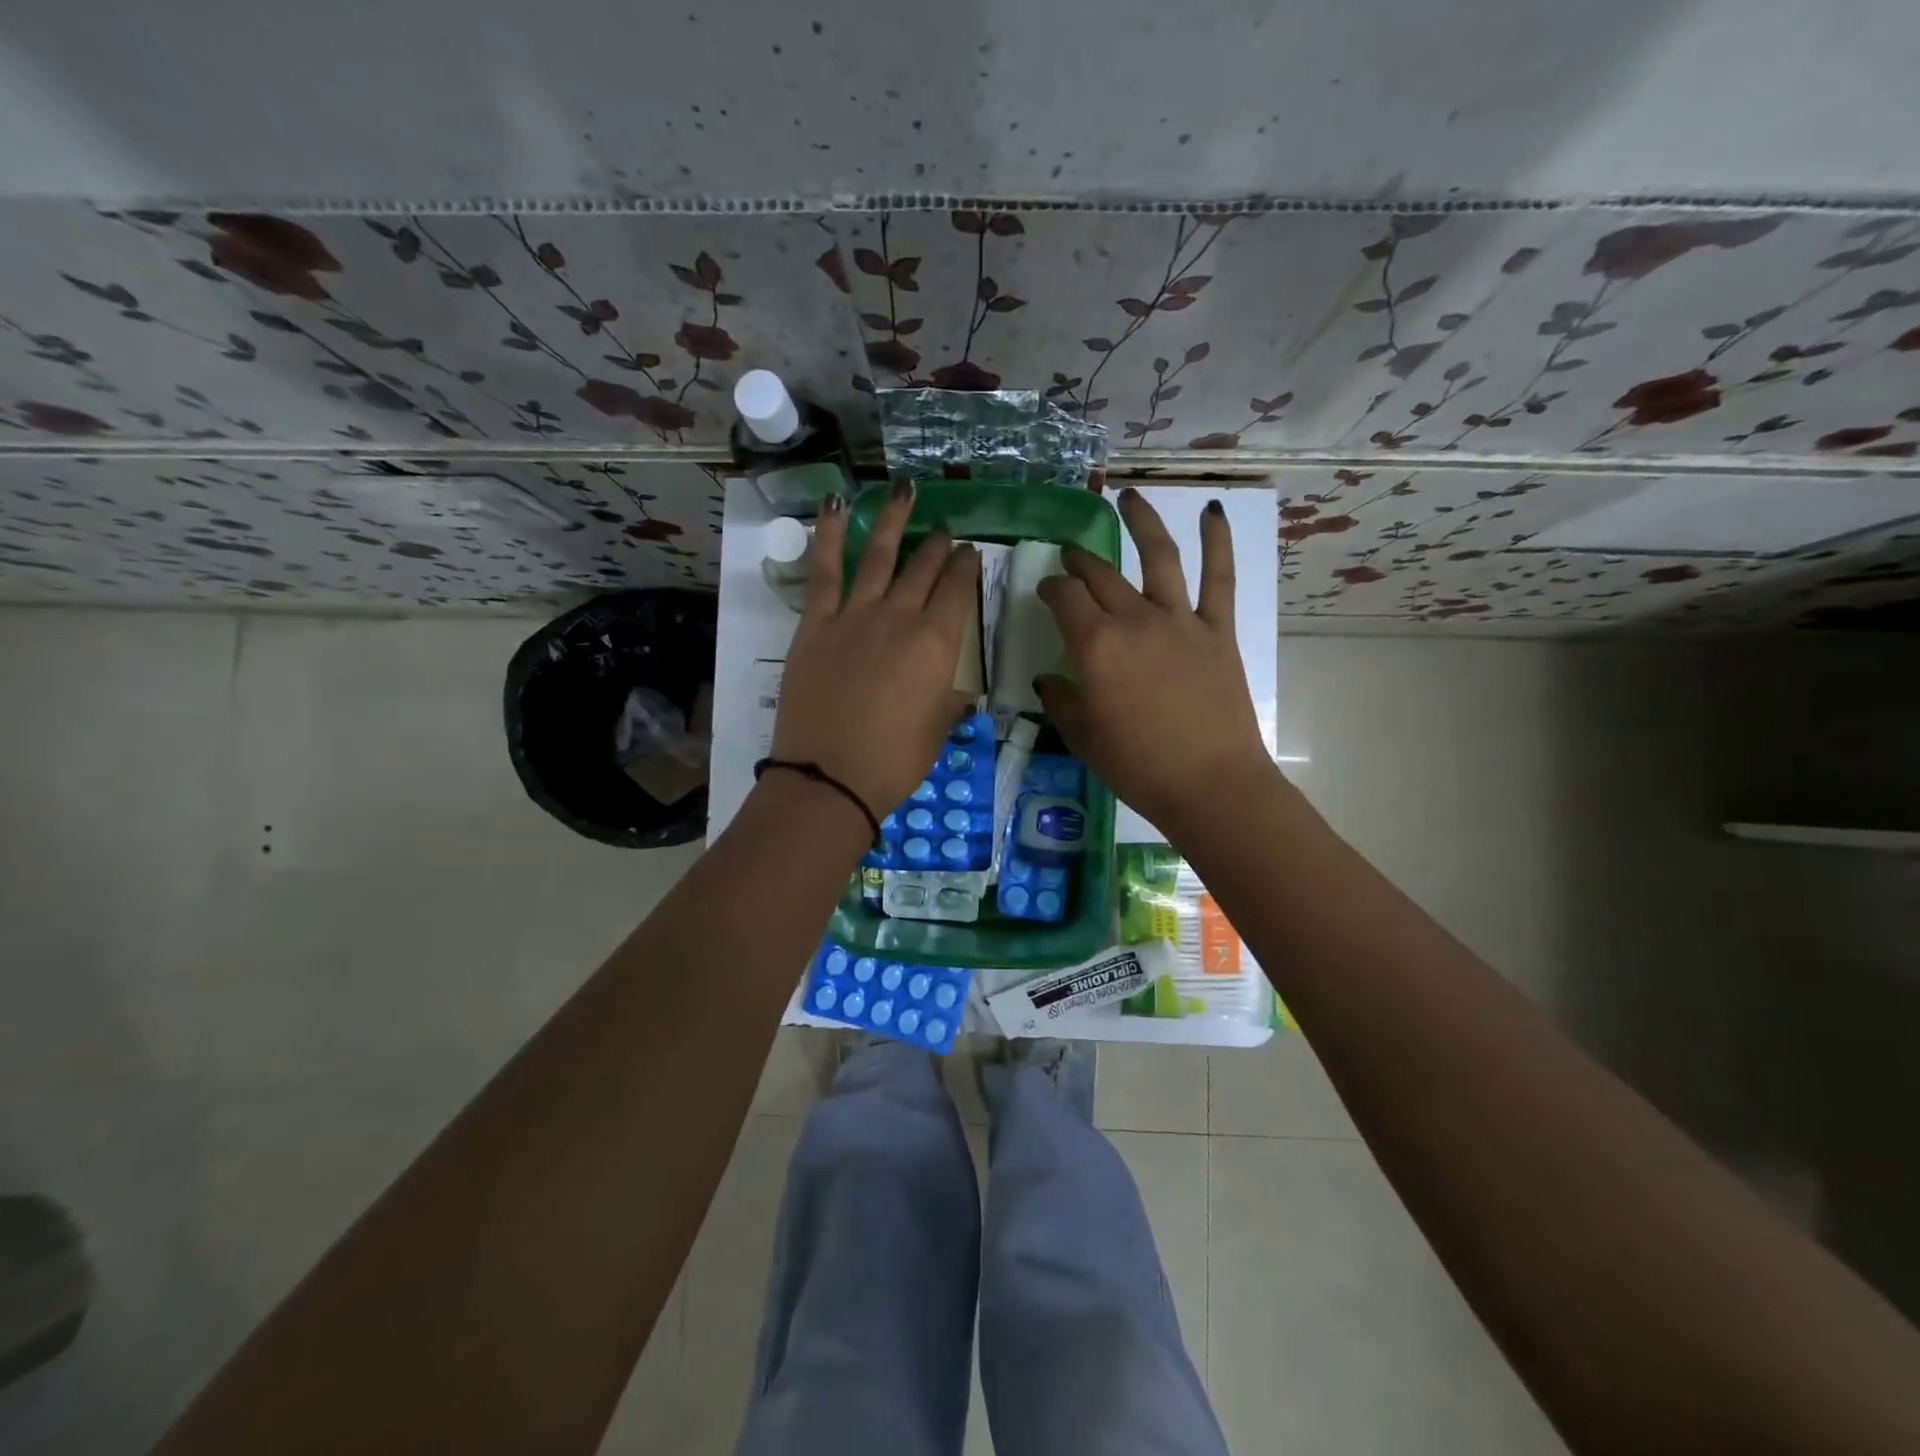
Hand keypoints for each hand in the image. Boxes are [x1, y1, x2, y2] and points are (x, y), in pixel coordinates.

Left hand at [769, 484, 978, 824]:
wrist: (830, 777)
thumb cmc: (894, 762)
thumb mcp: (938, 729)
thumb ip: (950, 697)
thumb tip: (957, 685)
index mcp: (938, 644)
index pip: (959, 590)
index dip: (967, 567)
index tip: (970, 553)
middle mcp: (900, 617)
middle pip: (925, 568)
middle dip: (939, 545)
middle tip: (946, 530)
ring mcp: (855, 615)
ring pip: (880, 555)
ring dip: (894, 520)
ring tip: (904, 491)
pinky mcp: (816, 623)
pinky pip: (824, 569)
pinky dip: (829, 534)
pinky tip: (835, 505)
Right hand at [1035, 488, 1273, 838]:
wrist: (1209, 785)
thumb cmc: (1137, 766)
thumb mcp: (1083, 738)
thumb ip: (1061, 701)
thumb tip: (1049, 680)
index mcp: (1095, 646)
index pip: (1065, 598)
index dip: (1051, 588)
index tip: (1046, 590)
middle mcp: (1134, 620)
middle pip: (1101, 575)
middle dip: (1080, 560)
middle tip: (1069, 553)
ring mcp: (1180, 620)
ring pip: (1158, 557)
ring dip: (1141, 522)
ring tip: (1128, 496)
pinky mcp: (1217, 630)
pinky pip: (1219, 577)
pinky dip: (1218, 540)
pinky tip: (1213, 510)